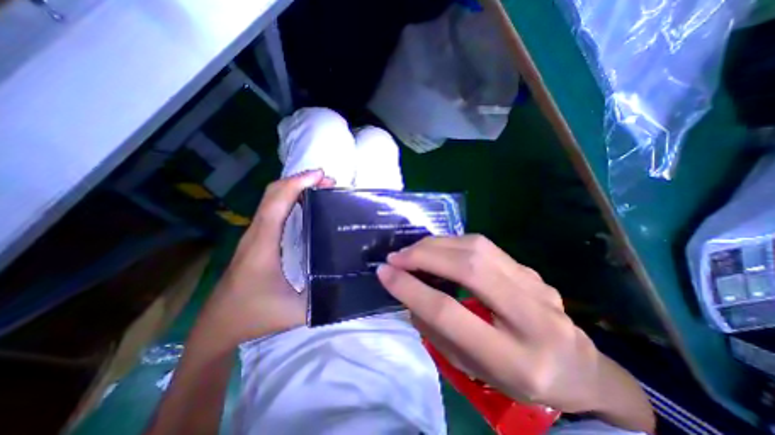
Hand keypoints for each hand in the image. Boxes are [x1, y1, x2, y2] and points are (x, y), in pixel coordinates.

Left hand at [197, 170, 333, 345]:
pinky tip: (305, 203)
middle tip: (327, 180)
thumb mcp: (296, 312)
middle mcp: (256, 235)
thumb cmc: (255, 316)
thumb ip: (324, 297)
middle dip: (299, 181)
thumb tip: (350, 282)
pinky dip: (288, 198)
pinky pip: (271, 210)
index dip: (297, 184)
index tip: (321, 175)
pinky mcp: (255, 240)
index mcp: (263, 246)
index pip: (277, 204)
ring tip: (320, 187)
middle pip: (272, 195)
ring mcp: (253, 236)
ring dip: (294, 187)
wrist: (218, 326)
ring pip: (271, 200)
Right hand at [375, 236, 604, 412]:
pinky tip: (438, 249)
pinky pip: (485, 246)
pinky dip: (453, 243)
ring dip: (436, 244)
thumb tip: (410, 293)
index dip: (411, 289)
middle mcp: (531, 317)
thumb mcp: (473, 370)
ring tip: (412, 251)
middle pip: (468, 269)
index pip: (449, 313)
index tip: (384, 274)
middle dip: (424, 256)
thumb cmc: (519, 380)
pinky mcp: (530, 270)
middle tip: (396, 257)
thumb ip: (437, 331)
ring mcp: (536, 286)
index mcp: (514, 360)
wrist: (579, 368)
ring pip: (478, 248)